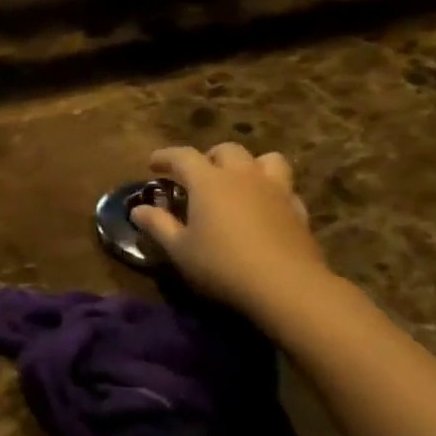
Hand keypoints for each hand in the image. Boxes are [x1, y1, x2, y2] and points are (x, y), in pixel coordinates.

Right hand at [132, 144, 332, 320]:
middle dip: (208, 157)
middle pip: (226, 150)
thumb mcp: (179, 249)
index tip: (152, 165)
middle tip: (197, 176)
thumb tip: (138, 210)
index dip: (165, 156)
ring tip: (238, 183)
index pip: (183, 156)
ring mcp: (275, 190)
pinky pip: (284, 188)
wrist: (286, 286)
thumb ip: (158, 225)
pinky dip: (271, 191)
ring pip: (266, 159)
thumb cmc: (222, 265)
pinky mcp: (298, 210)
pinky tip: (264, 208)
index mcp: (209, 181)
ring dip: (249, 165)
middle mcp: (243, 176)